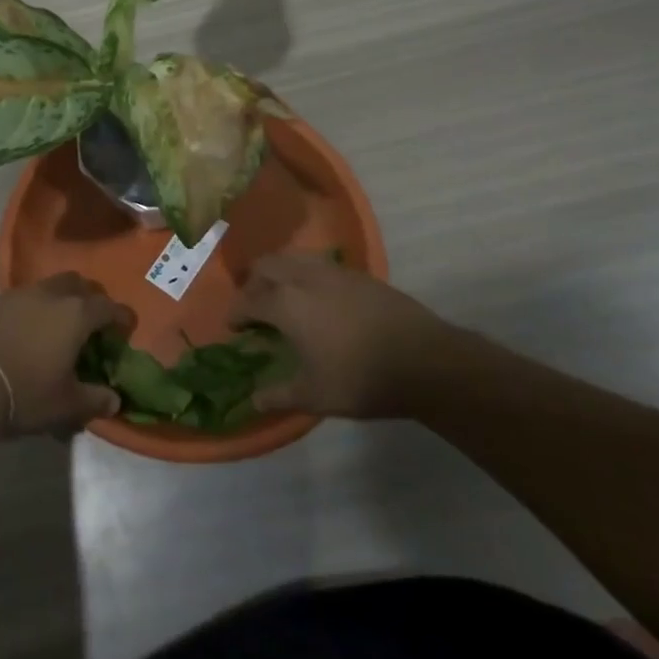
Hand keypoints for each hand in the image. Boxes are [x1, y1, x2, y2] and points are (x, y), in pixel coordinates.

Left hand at [0, 273, 134, 438]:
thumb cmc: (25, 393)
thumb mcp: (66, 405)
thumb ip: (94, 400)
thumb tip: (113, 400)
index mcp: (75, 314)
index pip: (108, 306)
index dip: (121, 317)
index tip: (125, 329)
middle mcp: (48, 295)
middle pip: (77, 284)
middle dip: (89, 298)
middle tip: (91, 324)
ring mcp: (16, 295)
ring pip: (47, 288)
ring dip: (58, 302)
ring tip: (55, 329)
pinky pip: (21, 299)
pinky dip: (31, 310)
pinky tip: (24, 335)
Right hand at [230, 254, 456, 418]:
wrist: (424, 361)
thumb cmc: (361, 379)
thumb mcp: (315, 396)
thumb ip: (279, 395)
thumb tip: (254, 400)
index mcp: (285, 304)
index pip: (247, 300)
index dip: (235, 313)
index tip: (233, 327)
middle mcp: (303, 278)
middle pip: (266, 266)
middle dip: (253, 283)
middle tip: (255, 306)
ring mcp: (333, 272)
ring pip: (293, 258)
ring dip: (279, 272)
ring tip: (283, 296)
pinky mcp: (358, 274)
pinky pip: (319, 264)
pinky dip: (306, 275)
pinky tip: (318, 298)